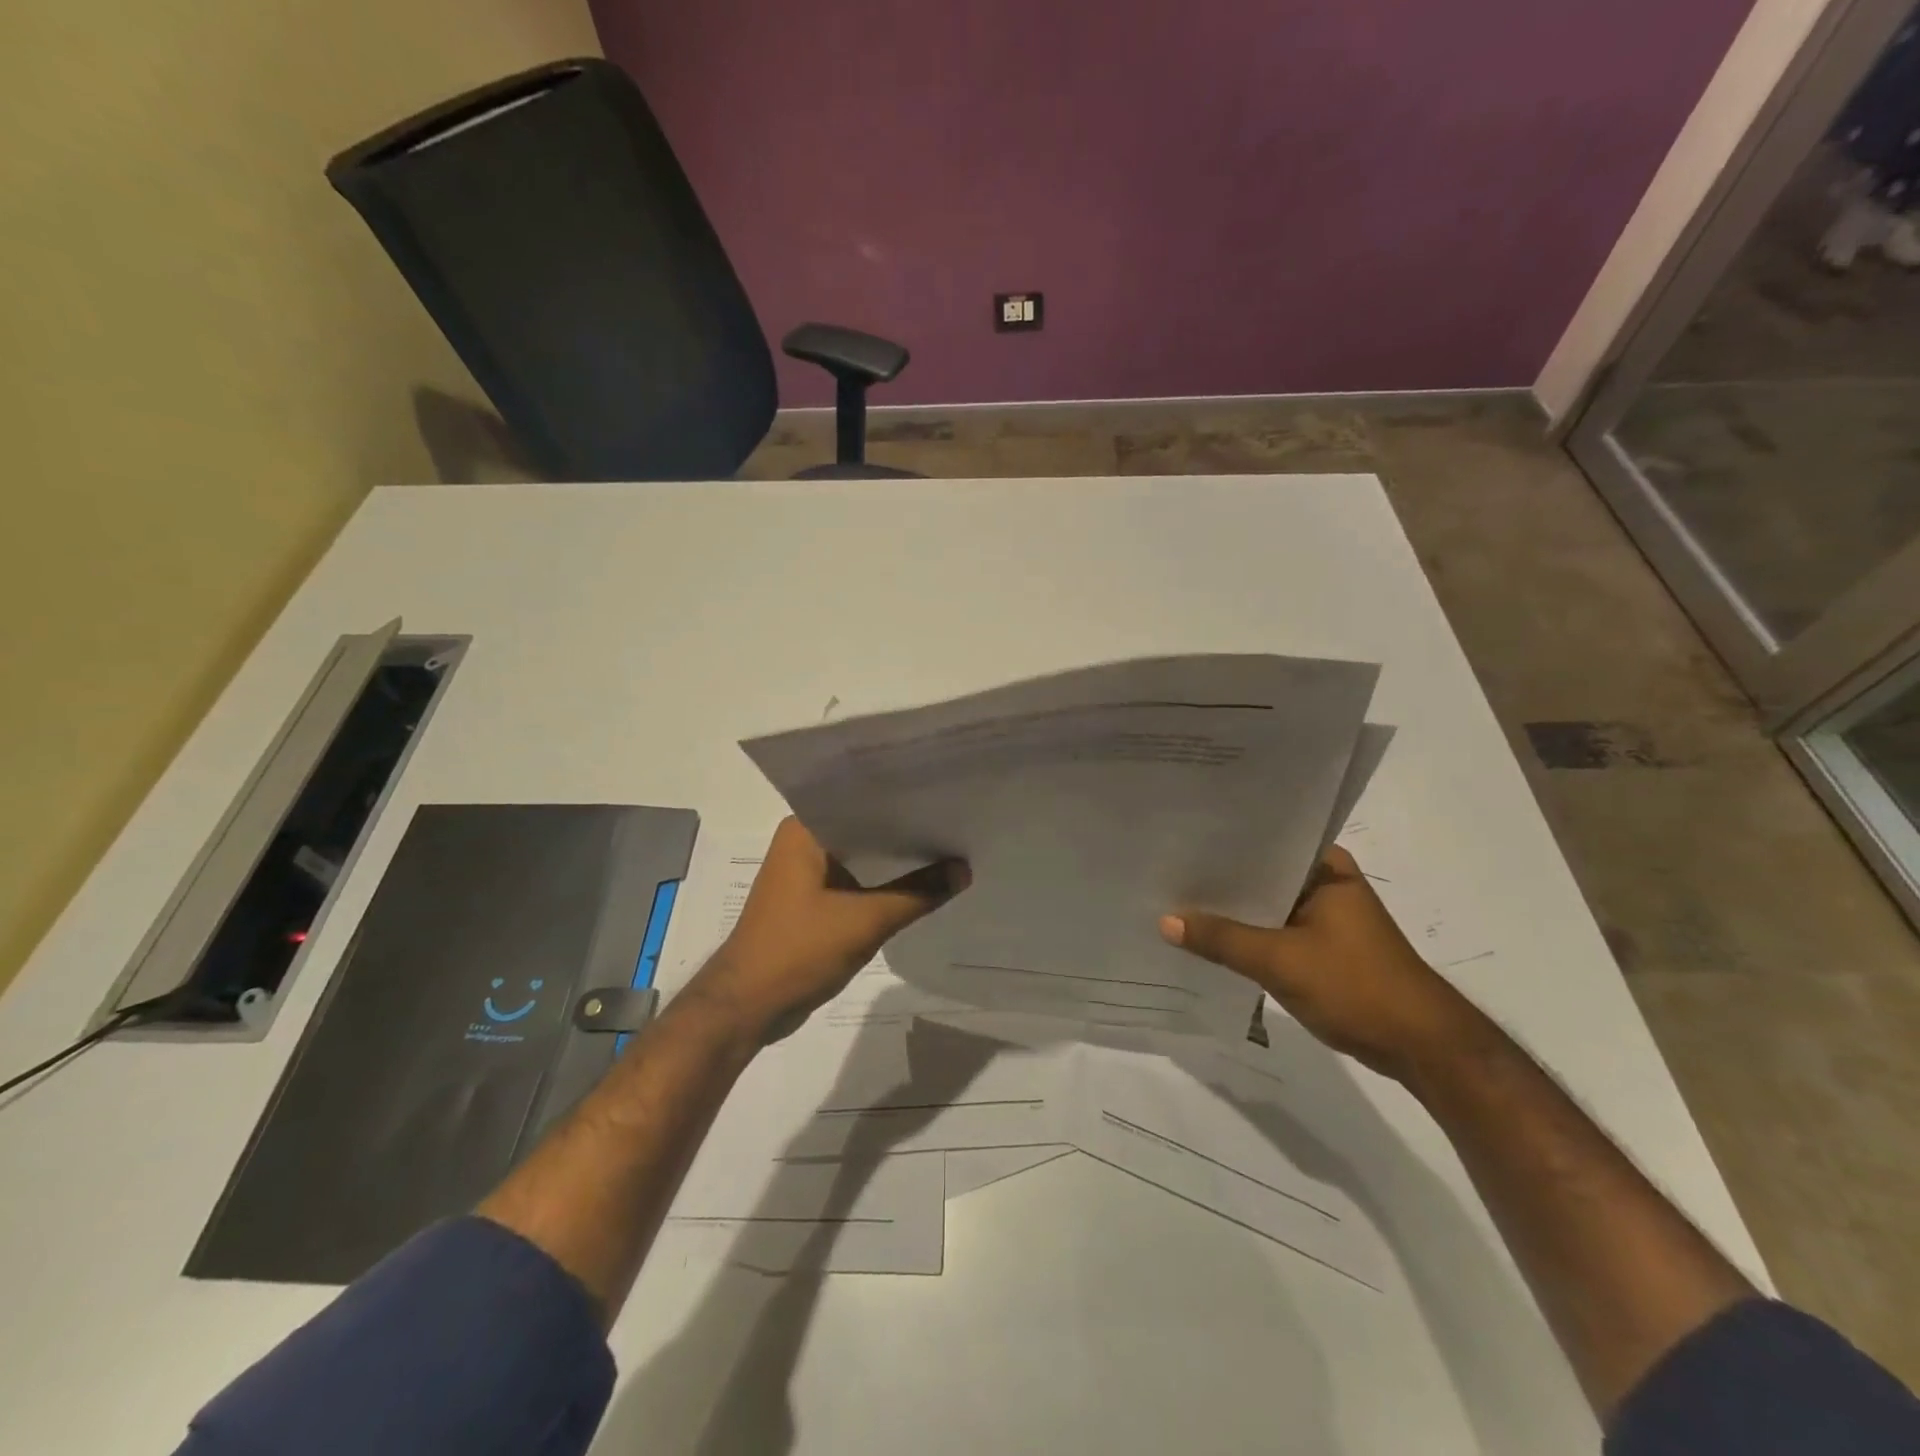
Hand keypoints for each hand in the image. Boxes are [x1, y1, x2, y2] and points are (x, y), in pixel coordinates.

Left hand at [688, 818, 968, 1041]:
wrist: (747, 1007)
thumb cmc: (798, 951)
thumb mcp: (866, 921)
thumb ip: (919, 893)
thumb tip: (965, 869)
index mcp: (805, 829)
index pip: (862, 800)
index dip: (905, 799)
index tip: (946, 794)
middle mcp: (804, 841)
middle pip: (866, 828)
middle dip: (907, 830)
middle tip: (957, 820)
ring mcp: (807, 872)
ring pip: (863, 857)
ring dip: (897, 860)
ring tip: (950, 848)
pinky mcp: (813, 900)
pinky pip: (857, 881)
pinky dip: (884, 884)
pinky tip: (922, 884)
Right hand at [1160, 845, 1475, 1080]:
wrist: (1421, 1048)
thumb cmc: (1357, 987)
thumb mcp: (1280, 961)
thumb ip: (1221, 939)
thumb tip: (1165, 921)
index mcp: (1326, 866)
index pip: (1263, 841)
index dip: (1219, 843)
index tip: (1176, 840)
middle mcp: (1325, 881)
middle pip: (1260, 873)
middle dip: (1219, 879)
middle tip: (1165, 869)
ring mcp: (1325, 915)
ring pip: (1265, 904)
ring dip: (1231, 909)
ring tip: (1175, 899)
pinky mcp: (1321, 945)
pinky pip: (1272, 929)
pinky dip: (1246, 934)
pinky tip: (1207, 937)